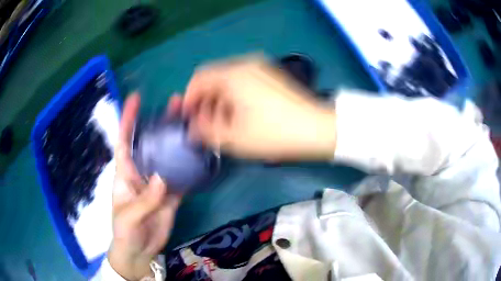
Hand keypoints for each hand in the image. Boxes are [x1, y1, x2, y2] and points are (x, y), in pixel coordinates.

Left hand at [109, 94, 181, 280]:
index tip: (135, 99)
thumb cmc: (124, 233)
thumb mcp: (129, 218)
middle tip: (175, 102)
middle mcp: (141, 172)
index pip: (124, 141)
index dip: (128, 120)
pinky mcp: (171, 195)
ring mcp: (158, 183)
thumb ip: (145, 200)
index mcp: (125, 173)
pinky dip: (189, 166)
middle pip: (151, 143)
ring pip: (168, 157)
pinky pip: (181, 177)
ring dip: (176, 140)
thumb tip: (163, 178)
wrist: (139, 252)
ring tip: (189, 119)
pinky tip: (199, 152)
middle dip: (159, 122)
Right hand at [183, 56, 336, 161]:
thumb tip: (192, 128)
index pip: (199, 79)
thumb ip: (205, 130)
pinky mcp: (271, 76)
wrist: (316, 129)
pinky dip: (234, 97)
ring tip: (222, 124)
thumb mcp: (233, 137)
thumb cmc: (273, 133)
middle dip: (204, 101)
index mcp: (232, 74)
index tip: (188, 118)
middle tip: (204, 124)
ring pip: (229, 81)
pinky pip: (243, 82)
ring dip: (219, 101)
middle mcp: (245, 64)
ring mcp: (261, 68)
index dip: (189, 99)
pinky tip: (240, 116)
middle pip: (213, 78)